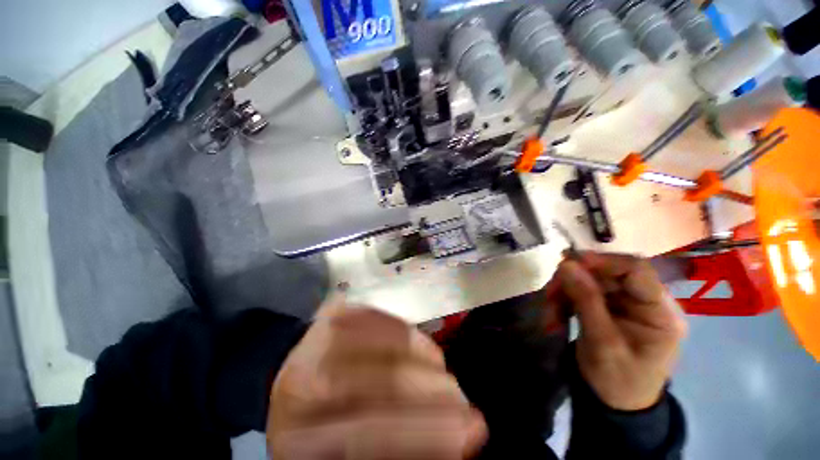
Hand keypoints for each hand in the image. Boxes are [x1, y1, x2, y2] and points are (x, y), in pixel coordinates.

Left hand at [267, 302, 486, 458]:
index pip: (367, 435)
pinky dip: (398, 327)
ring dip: (417, 353)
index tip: (471, 432)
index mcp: (299, 440)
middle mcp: (298, 388)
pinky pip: (369, 314)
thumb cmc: (327, 428)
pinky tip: (417, 341)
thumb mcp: (353, 450)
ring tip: (441, 366)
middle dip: (427, 390)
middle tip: (461, 395)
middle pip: (372, 382)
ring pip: (374, 341)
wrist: (294, 390)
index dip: (424, 433)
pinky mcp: (327, 317)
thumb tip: (460, 434)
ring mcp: (311, 343)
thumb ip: (399, 441)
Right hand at [554, 252, 687, 410]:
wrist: (615, 403)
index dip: (601, 261)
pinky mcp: (608, 306)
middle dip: (572, 283)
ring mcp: (625, 302)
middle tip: (548, 296)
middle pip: (605, 273)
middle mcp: (644, 300)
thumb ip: (586, 300)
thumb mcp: (601, 343)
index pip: (637, 269)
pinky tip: (555, 318)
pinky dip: (563, 302)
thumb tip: (567, 264)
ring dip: (563, 294)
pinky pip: (580, 292)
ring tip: (549, 317)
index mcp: (660, 312)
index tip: (567, 263)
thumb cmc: (617, 380)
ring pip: (587, 281)